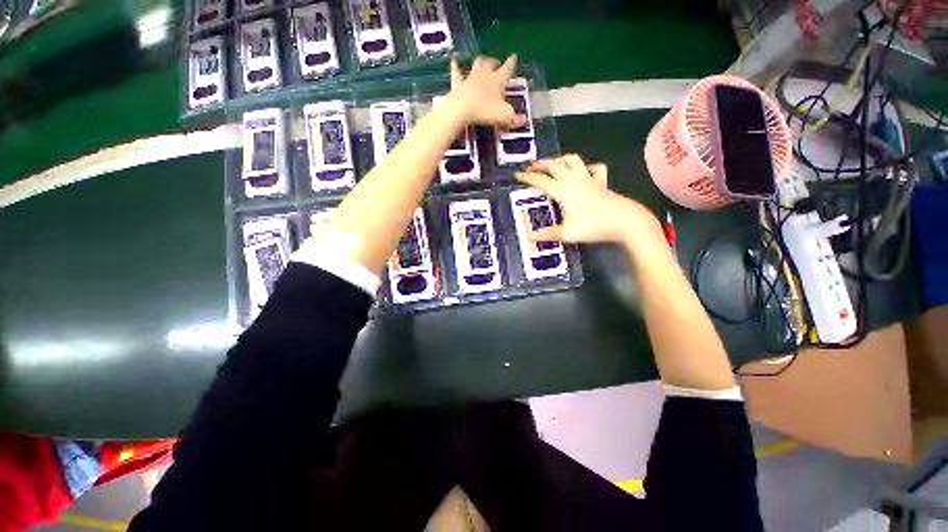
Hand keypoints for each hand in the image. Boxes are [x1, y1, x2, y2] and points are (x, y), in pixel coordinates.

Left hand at [447, 54, 526, 128]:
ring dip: (480, 61)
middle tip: (497, 62)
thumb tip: (524, 119)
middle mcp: (484, 75)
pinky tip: (454, 58)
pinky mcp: (457, 84)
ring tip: (482, 60)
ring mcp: (470, 78)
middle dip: (495, 62)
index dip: (512, 63)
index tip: (514, 56)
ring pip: (476, 64)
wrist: (461, 110)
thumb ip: (515, 118)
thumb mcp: (504, 117)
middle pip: (491, 63)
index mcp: (498, 80)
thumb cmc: (485, 111)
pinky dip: (455, 64)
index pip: (507, 68)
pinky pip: (456, 71)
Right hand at [515, 155, 663, 245]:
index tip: (517, 175)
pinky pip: (595, 168)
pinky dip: (587, 167)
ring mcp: (590, 179)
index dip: (527, 177)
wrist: (625, 222)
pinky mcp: (602, 183)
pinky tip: (583, 172)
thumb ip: (547, 235)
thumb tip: (529, 237)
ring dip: (561, 159)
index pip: (541, 181)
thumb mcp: (567, 234)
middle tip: (531, 167)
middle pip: (555, 165)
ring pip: (574, 160)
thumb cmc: (594, 227)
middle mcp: (575, 181)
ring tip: (553, 164)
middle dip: (541, 164)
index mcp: (564, 191)